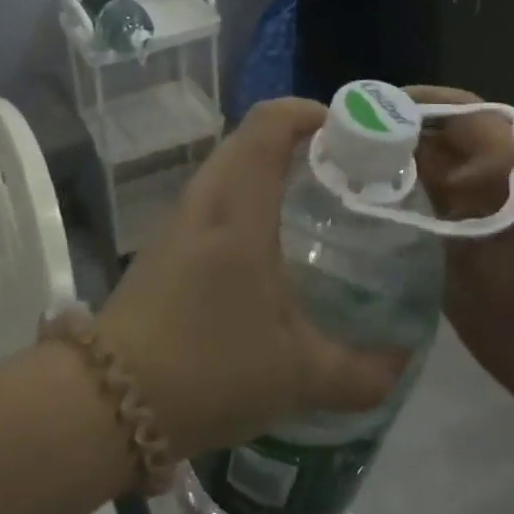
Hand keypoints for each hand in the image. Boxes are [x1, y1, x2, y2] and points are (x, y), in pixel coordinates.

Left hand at [96, 99, 406, 461]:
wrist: (110, 401)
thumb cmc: (210, 368)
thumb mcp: (298, 375)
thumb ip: (361, 371)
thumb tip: (403, 362)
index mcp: (239, 208)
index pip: (268, 125)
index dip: (308, 112)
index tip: (350, 131)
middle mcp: (206, 199)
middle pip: (248, 138)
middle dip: (297, 139)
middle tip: (343, 169)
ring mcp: (178, 220)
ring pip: (227, 167)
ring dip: (268, 166)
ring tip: (312, 199)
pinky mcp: (164, 244)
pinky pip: (212, 197)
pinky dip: (245, 195)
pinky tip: (268, 242)